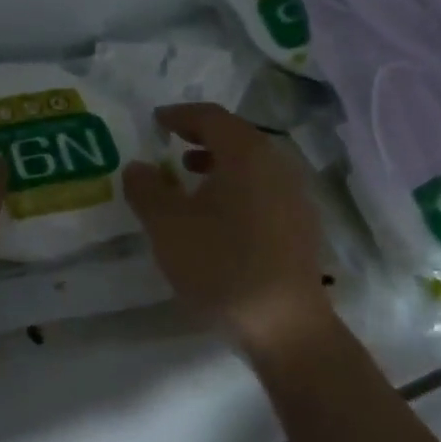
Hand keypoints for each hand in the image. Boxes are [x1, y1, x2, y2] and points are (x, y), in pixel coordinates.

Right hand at [123, 104, 333, 356]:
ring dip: (219, 163)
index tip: (156, 121)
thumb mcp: (169, 227)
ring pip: (252, 163)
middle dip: (201, 137)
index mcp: (247, 154)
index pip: (211, 117)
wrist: (285, 326)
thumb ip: (147, 190)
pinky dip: (238, 186)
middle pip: (237, 136)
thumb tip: (138, 166)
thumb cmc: (222, 266)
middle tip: (171, 145)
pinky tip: (220, 215)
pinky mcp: (302, 224)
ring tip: (189, 178)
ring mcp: (296, 195)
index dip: (180, 115)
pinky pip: (264, 187)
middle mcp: (277, 164)